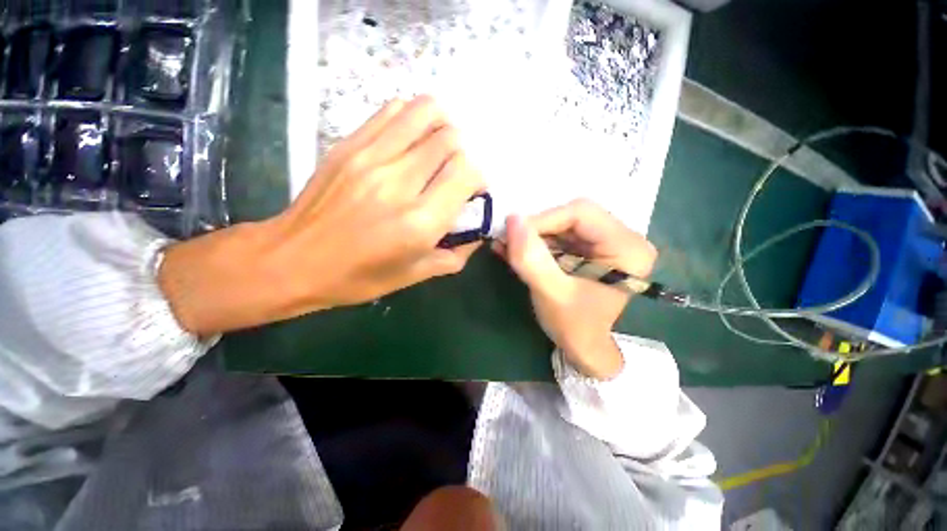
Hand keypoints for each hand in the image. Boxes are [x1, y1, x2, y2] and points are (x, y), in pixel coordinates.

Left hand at [159, 96, 484, 334]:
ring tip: (439, 146)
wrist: (293, 260)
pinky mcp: (349, 145)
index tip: (472, 191)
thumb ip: (456, 254)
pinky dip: (413, 117)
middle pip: (450, 140)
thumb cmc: (359, 277)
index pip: (466, 173)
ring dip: (443, 126)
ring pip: (425, 113)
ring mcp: (371, 158)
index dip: (478, 178)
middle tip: (454, 172)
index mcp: (420, 222)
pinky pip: (392, 111)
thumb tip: (477, 231)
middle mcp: (400, 184)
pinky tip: (412, 137)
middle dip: (463, 154)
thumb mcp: (416, 275)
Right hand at [492, 200, 656, 378]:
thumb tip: (512, 219)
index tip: (513, 236)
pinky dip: (536, 242)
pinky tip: (517, 251)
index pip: (580, 213)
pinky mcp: (589, 247)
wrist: (582, 346)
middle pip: (571, 215)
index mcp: (627, 248)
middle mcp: (623, 237)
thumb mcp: (551, 294)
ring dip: (533, 236)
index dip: (543, 220)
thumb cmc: (574, 326)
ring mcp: (605, 241)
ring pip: (562, 223)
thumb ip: (532, 259)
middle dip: (537, 229)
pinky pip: (560, 234)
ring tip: (508, 247)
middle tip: (510, 242)